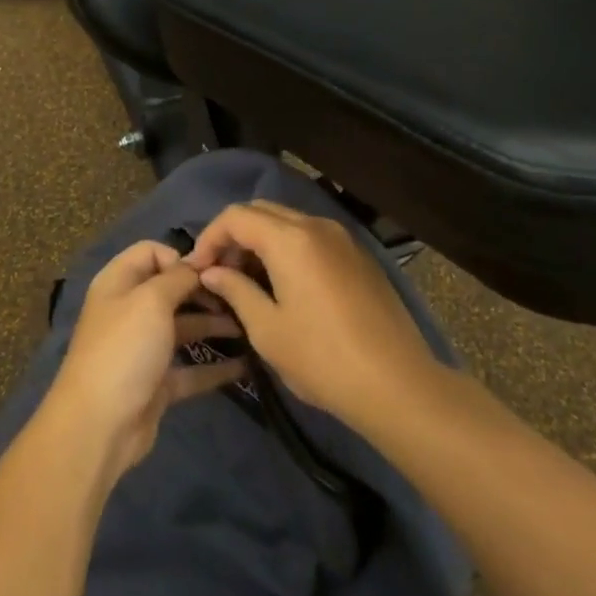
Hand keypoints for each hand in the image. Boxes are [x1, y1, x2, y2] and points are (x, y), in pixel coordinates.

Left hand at [44, 240, 246, 478]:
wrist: (99, 425)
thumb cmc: (124, 349)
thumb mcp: (151, 300)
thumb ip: (178, 277)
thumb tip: (197, 265)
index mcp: (119, 283)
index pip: (151, 252)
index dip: (180, 257)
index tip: (211, 271)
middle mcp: (130, 310)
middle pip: (172, 290)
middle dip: (205, 291)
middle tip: (240, 297)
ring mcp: (144, 348)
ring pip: (184, 328)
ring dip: (214, 325)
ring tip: (250, 326)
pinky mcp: (157, 383)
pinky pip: (191, 368)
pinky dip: (216, 367)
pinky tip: (246, 364)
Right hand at [186, 201, 440, 433]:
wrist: (398, 384)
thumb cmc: (323, 359)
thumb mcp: (267, 329)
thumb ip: (235, 290)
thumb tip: (211, 272)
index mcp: (290, 239)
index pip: (236, 216)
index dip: (209, 237)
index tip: (197, 270)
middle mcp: (316, 226)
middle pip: (262, 211)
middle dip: (234, 236)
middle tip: (220, 274)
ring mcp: (342, 239)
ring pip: (288, 222)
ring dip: (260, 242)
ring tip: (247, 281)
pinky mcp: (358, 256)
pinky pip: (312, 238)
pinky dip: (287, 249)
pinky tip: (283, 286)